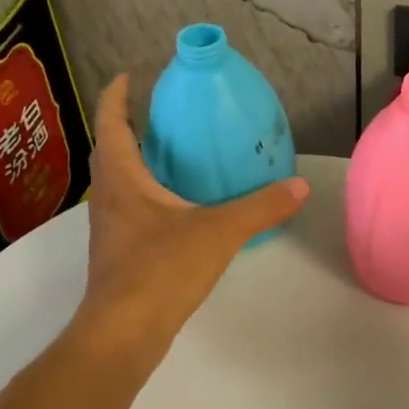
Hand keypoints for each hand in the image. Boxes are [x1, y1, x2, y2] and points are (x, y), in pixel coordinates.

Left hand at [67, 75, 307, 368]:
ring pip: (118, 184)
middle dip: (128, 129)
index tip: (128, 76)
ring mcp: (109, 229)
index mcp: (124, 179)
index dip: (117, 97)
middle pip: (111, 153)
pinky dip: (146, 196)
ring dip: (135, 164)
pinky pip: (128, 211)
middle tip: (159, 116)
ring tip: (170, 157)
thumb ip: (261, 207)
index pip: (112, 125)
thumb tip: (299, 186)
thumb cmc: (162, 269)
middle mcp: (108, 198)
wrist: (124, 332)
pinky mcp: (118, 255)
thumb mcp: (220, 231)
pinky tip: (176, 210)